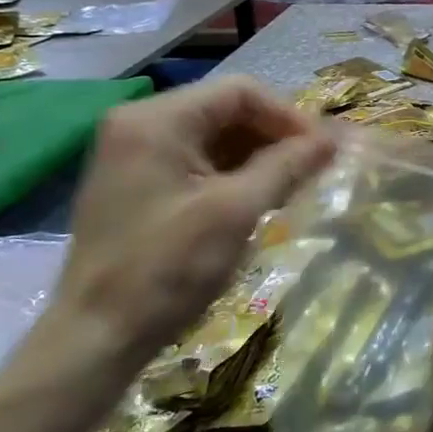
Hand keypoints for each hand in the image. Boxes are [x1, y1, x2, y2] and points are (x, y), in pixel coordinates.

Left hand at [47, 75, 334, 373]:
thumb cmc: (167, 269)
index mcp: (157, 120)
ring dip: (258, 156)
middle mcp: (139, 124)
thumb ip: (288, 166)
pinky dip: (233, 173)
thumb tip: (336, 138)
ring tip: (293, 186)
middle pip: (227, 110)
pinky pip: (197, 161)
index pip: (241, 92)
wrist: (96, 339)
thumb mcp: (236, 212)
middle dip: (275, 136)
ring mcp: (134, 154)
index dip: (289, 116)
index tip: (323, 150)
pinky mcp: (136, 183)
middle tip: (313, 168)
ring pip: (215, 136)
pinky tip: (259, 198)